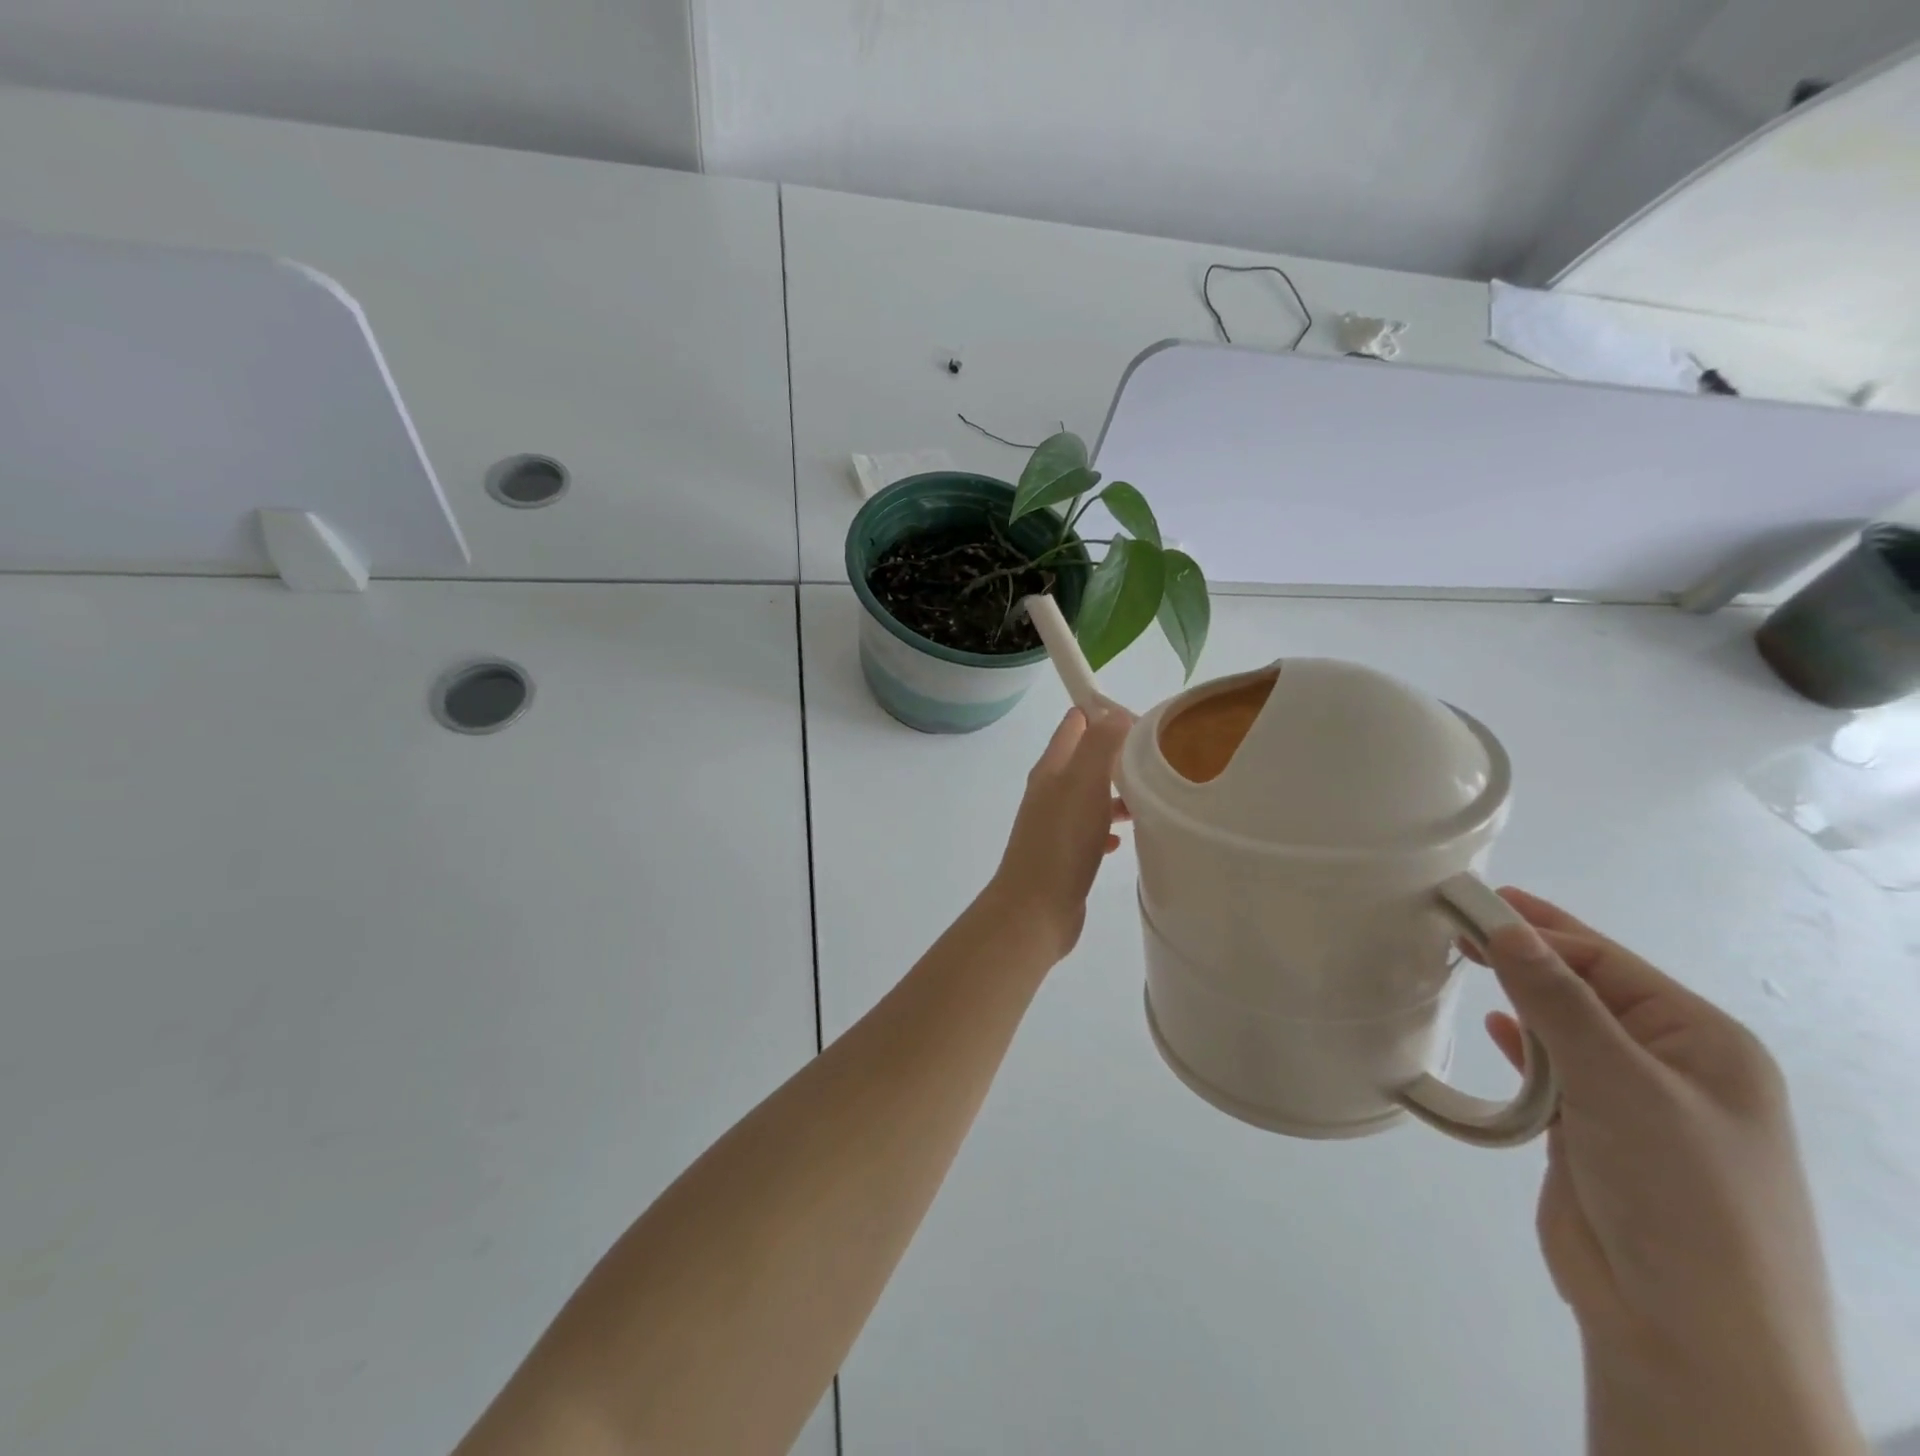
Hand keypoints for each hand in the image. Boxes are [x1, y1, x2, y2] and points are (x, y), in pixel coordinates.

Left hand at [986, 707, 1132, 961]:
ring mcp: (1055, 823)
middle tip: (1157, 760)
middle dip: (1119, 754)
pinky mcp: (1065, 854)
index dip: (1106, 713)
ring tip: (1150, 800)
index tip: (1144, 723)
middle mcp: (1050, 790)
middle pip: (1086, 758)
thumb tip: (1115, 712)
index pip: (1076, 722)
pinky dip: (1108, 828)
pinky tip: (1124, 840)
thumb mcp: (1084, 782)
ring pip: (1091, 795)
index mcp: (1052, 767)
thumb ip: (1100, 742)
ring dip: (1117, 792)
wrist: (1035, 909)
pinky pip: (1090, 830)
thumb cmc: (1061, 841)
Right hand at [1472, 890, 1861, 1451]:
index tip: (1468, 903)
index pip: (1605, 961)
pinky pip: (1552, 1071)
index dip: (1537, 929)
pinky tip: (1494, 1027)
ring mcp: (1633, 1103)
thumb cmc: (1676, 1192)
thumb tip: (1506, 926)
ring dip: (1519, 995)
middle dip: (1525, 953)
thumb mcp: (1619, 1082)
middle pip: (1585, 987)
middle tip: (1456, 917)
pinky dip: (1522, 1045)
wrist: (1686, 1332)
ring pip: (1564, 1027)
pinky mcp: (1592, 1135)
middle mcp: (1673, 1065)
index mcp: (1704, 1043)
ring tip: (1462, 957)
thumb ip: (1557, 1000)